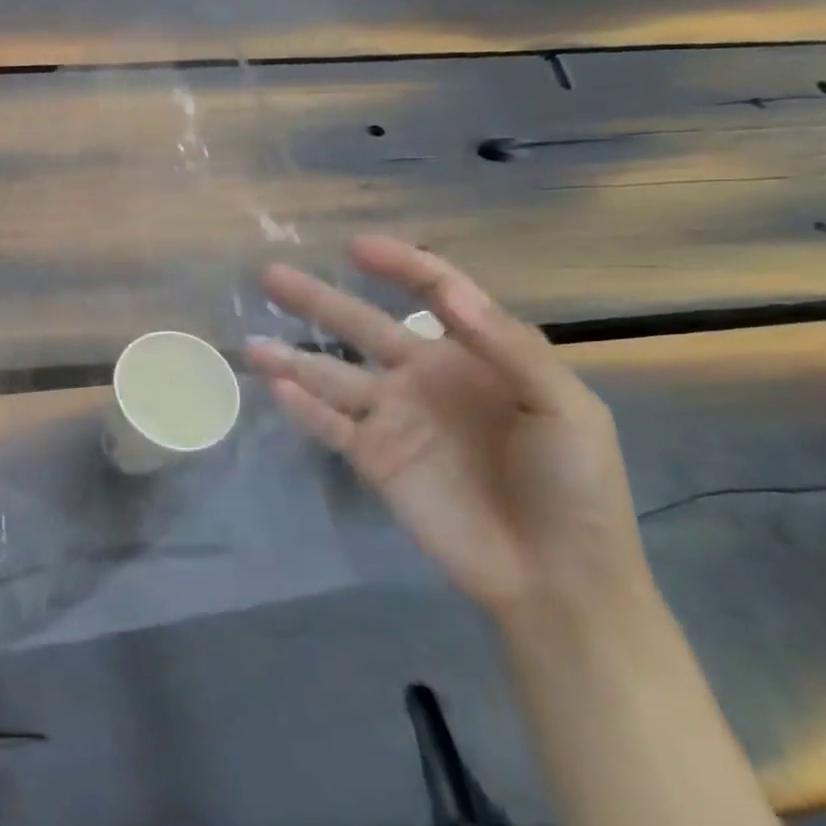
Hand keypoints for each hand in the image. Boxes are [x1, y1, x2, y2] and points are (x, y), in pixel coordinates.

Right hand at [247, 235, 649, 623]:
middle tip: (270, 275)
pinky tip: (276, 390)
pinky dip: (303, 408)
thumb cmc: (574, 484)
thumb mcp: (563, 408)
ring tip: (252, 345)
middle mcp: (424, 377)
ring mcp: (394, 418)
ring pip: (331, 375)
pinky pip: (330, 425)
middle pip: (361, 327)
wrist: (556, 577)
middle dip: (316, 301)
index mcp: (475, 355)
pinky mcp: (372, 457)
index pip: (433, 294)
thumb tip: (451, 294)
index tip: (357, 248)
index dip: (399, 267)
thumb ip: (508, 348)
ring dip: (291, 359)